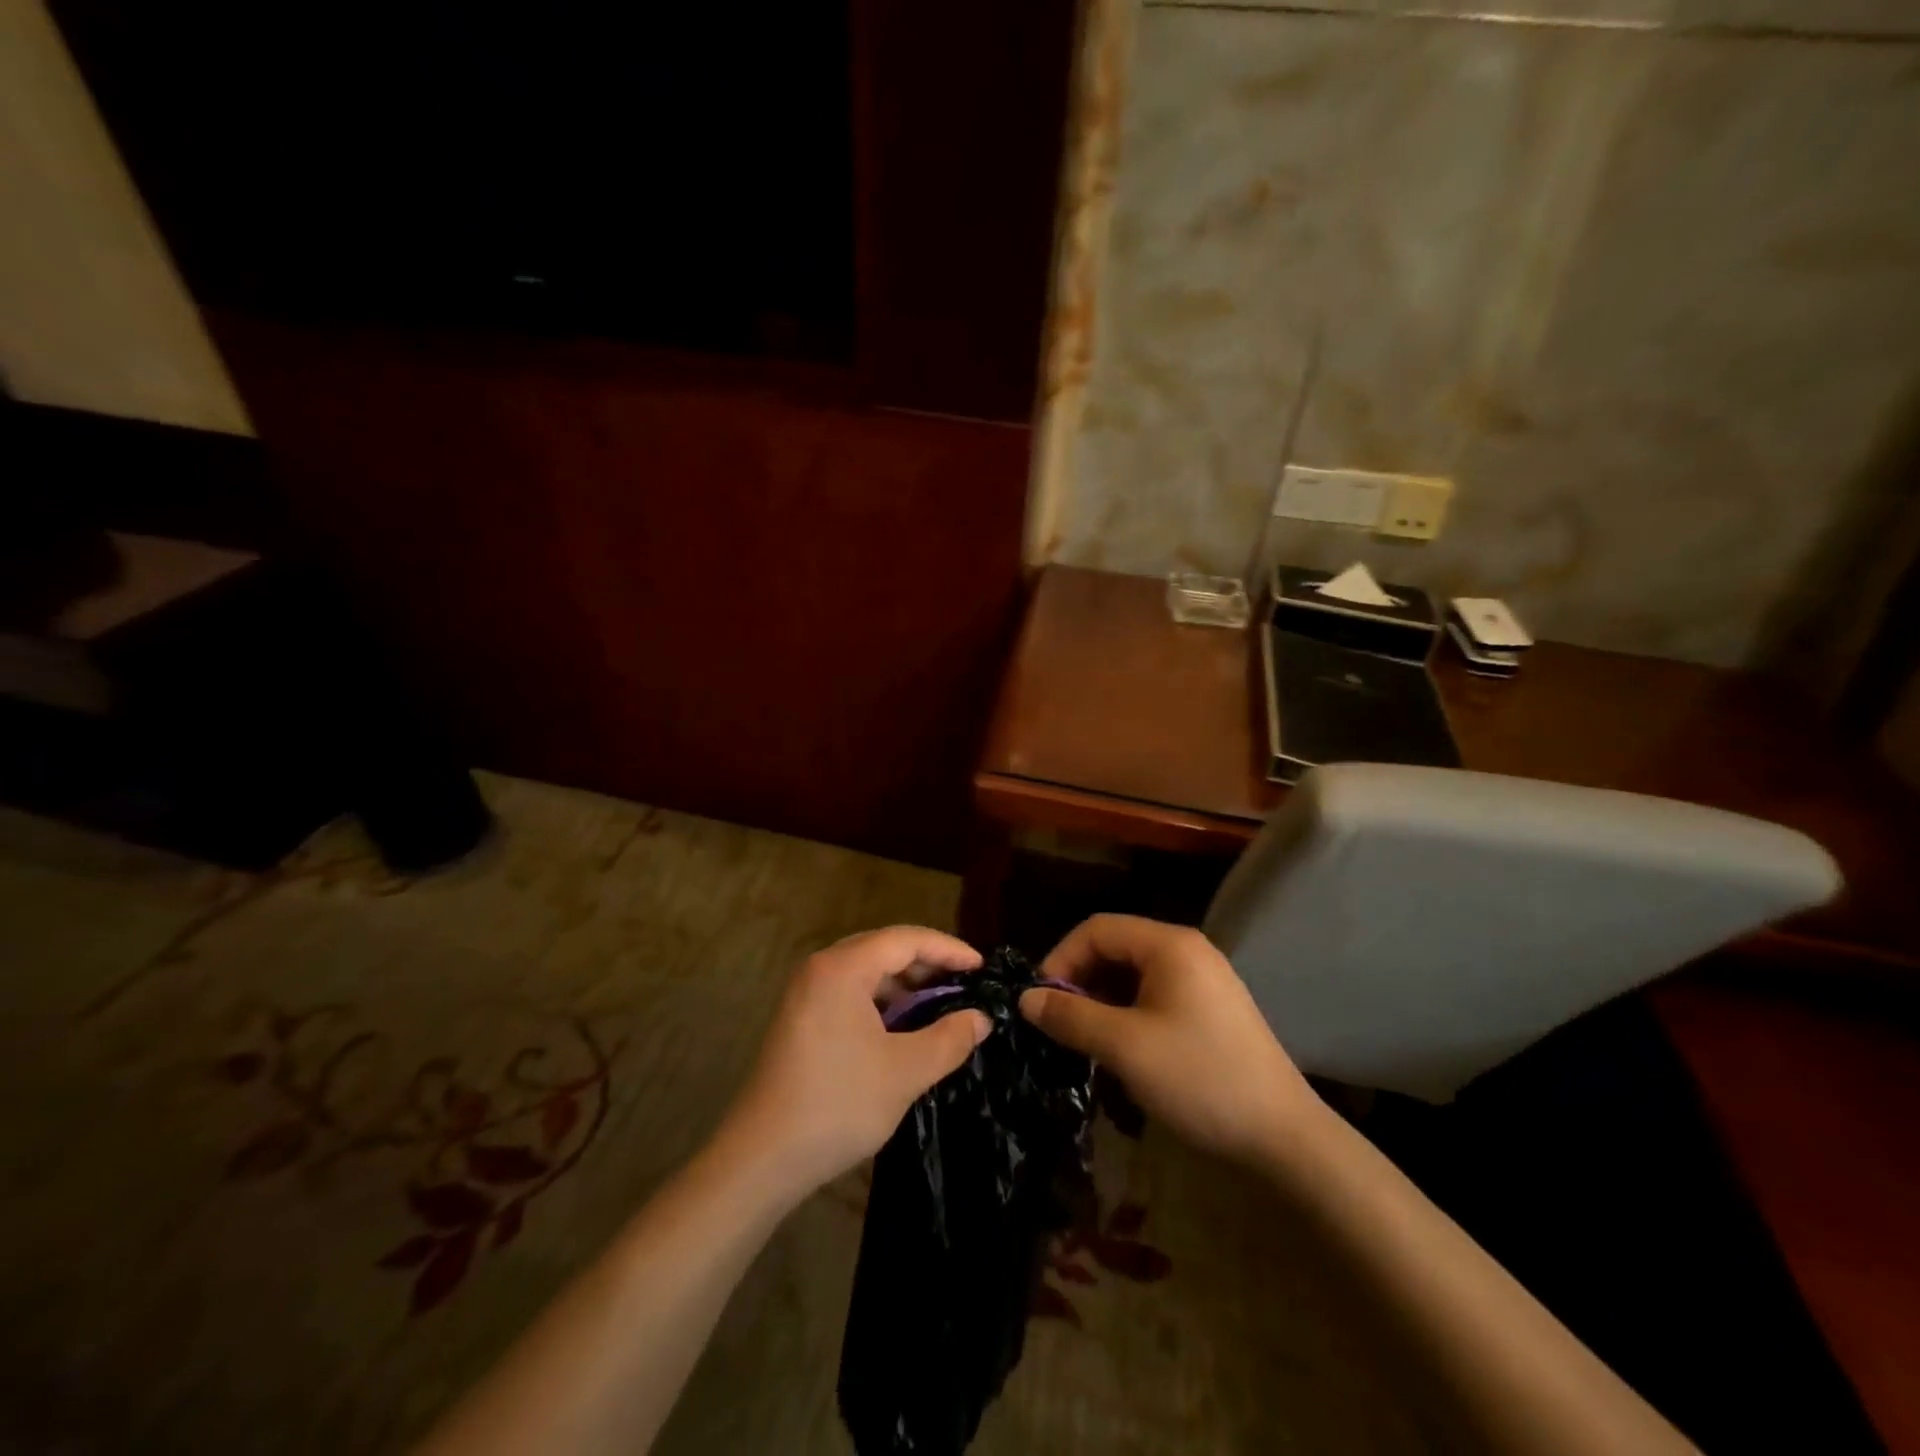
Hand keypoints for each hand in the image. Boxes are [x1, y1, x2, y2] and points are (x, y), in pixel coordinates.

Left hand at [722, 926, 990, 1199]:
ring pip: (867, 972)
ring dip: (905, 984)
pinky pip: (851, 993)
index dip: (948, 949)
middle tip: (965, 984)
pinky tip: (904, 1026)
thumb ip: (949, 1038)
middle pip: (884, 949)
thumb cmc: (838, 1104)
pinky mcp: (801, 1018)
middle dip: (928, 964)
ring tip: (941, 1004)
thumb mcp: (906, 1072)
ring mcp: (806, 993)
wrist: (762, 1158)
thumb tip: (981, 1018)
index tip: (982, 967)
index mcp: (842, 968)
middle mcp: (821, 969)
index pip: (906, 939)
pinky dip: (882, 1002)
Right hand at [1019, 914, 1319, 1164]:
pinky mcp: (1211, 1010)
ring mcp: (1203, 980)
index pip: (1097, 929)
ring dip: (1101, 1000)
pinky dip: (1127, 1014)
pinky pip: (1155, 996)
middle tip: (1057, 1023)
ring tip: (1084, 1039)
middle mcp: (1187, 951)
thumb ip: (1070, 1017)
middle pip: (1116, 948)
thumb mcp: (1124, 1047)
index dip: (1060, 958)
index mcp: (1169, 945)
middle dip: (1080, 980)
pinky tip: (1119, 1049)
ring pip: (1134, 975)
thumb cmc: (1199, 1079)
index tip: (1039, 1000)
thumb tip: (1025, 999)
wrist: (1283, 1138)